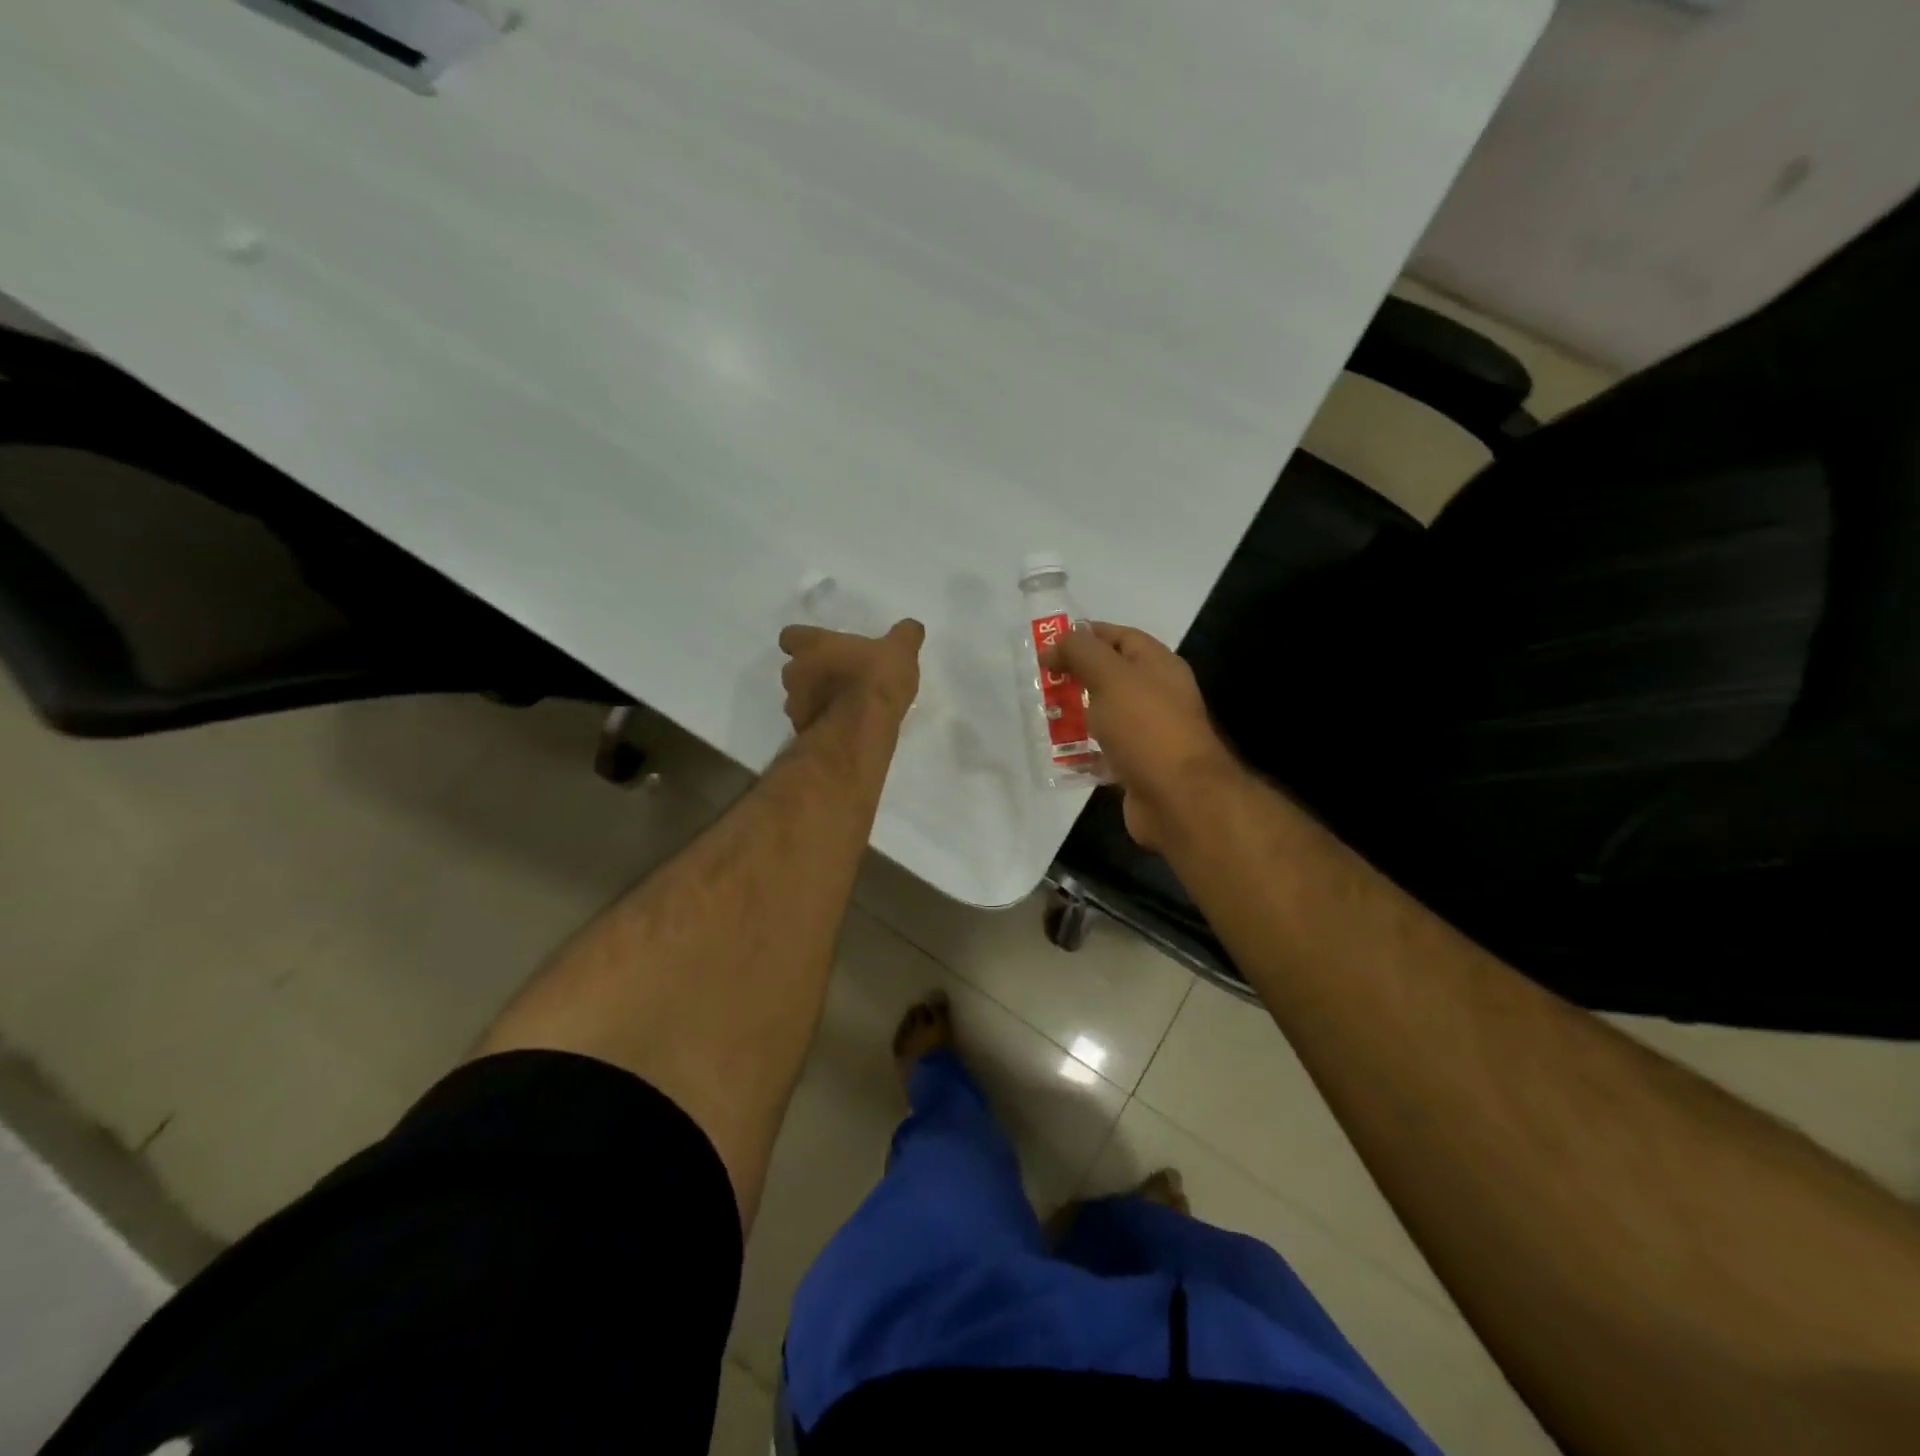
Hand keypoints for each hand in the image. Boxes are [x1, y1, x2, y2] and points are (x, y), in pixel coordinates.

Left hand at [778, 619, 924, 733]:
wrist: (861, 729)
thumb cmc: (875, 678)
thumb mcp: (901, 650)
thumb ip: (905, 635)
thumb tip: (912, 626)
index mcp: (812, 644)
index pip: (790, 635)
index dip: (803, 641)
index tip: (821, 647)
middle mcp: (795, 672)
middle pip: (793, 668)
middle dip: (810, 672)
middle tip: (838, 677)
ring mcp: (794, 705)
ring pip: (798, 697)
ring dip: (814, 699)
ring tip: (842, 705)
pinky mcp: (801, 731)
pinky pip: (808, 722)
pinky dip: (821, 722)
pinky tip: (843, 726)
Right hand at [1044, 622, 1238, 850]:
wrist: (1179, 799)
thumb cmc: (1146, 728)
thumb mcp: (1110, 677)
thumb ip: (1082, 652)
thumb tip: (1055, 644)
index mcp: (1158, 666)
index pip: (1121, 637)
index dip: (1086, 636)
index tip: (1049, 645)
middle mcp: (1157, 695)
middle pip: (1111, 677)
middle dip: (1076, 677)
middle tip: (1041, 683)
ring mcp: (1149, 734)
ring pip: (1105, 715)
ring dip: (1075, 715)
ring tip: (1042, 717)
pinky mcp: (1137, 767)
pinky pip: (1104, 752)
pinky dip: (1083, 752)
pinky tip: (1059, 754)